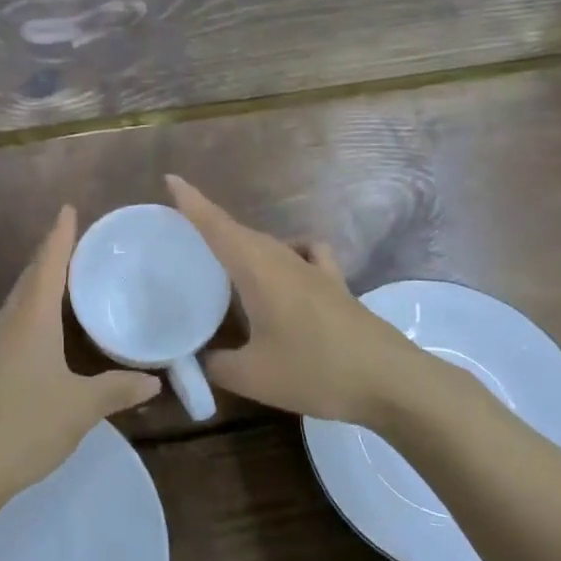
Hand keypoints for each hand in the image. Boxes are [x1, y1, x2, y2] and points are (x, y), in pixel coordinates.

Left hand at [0, 206, 158, 517]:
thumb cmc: (23, 427)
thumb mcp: (80, 409)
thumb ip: (116, 390)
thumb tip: (154, 381)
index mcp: (31, 321)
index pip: (48, 266)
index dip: (59, 237)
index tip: (68, 209)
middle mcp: (9, 326)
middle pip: (29, 279)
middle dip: (49, 254)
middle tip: (73, 238)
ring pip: (18, 302)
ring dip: (38, 282)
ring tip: (61, 275)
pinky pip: (13, 324)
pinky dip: (31, 310)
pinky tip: (41, 328)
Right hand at [166, 175, 453, 427]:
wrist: (390, 381)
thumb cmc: (315, 371)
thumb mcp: (253, 376)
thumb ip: (217, 364)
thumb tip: (201, 359)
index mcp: (257, 270)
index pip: (217, 226)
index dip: (192, 202)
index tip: (171, 179)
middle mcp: (283, 259)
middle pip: (240, 232)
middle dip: (210, 225)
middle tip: (182, 232)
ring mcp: (314, 269)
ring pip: (269, 243)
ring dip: (244, 244)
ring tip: (225, 262)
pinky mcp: (336, 284)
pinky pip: (304, 252)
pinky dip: (288, 252)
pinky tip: (285, 270)